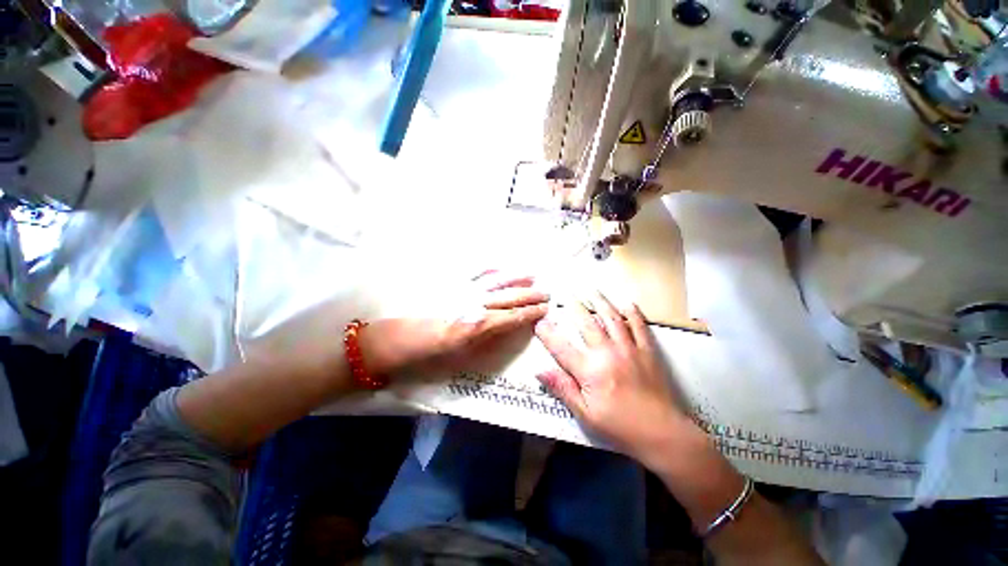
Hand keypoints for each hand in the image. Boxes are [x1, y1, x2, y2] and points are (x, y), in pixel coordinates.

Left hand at [362, 272, 549, 376]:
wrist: (392, 341)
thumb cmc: (426, 357)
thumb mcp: (460, 358)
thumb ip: (488, 343)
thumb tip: (508, 331)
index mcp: (478, 326)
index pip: (513, 317)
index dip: (531, 313)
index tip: (545, 309)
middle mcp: (474, 304)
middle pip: (509, 296)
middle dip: (530, 294)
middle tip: (546, 292)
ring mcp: (462, 291)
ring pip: (496, 281)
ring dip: (515, 278)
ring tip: (531, 274)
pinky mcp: (449, 284)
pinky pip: (474, 272)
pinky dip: (490, 269)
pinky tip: (499, 267)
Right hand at [534, 293, 687, 464]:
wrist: (663, 434)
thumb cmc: (620, 427)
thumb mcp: (586, 414)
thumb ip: (563, 389)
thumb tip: (540, 372)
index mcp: (590, 370)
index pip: (561, 347)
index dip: (547, 333)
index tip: (539, 321)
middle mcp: (608, 353)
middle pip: (587, 324)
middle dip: (574, 307)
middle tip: (566, 294)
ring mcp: (629, 349)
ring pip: (612, 319)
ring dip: (600, 302)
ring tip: (591, 289)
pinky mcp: (648, 351)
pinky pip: (640, 327)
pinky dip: (633, 313)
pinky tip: (628, 303)